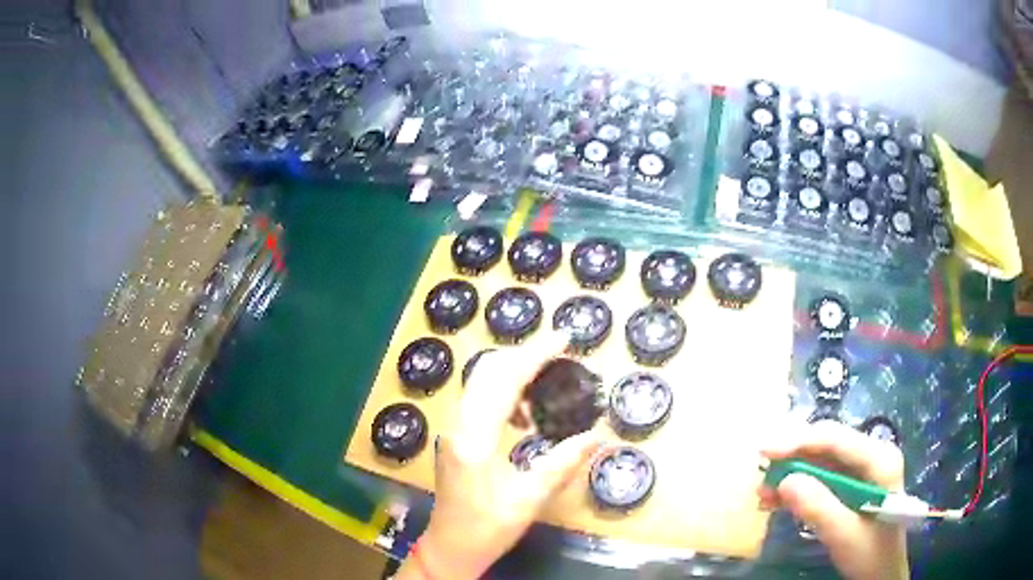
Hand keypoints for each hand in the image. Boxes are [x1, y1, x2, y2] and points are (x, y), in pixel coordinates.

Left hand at [399, 333, 603, 579]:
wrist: (450, 546)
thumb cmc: (487, 528)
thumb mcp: (529, 500)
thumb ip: (562, 464)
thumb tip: (598, 435)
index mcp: (474, 438)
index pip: (504, 381)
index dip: (536, 355)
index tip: (564, 339)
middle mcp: (457, 424)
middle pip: (487, 370)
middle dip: (524, 355)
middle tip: (559, 353)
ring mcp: (453, 428)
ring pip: (481, 381)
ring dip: (514, 372)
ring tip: (547, 382)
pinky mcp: (456, 435)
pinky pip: (480, 398)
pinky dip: (505, 393)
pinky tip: (526, 417)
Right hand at [759, 420, 908, 579]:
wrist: (881, 574)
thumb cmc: (870, 554)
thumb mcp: (844, 534)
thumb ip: (818, 506)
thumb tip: (784, 481)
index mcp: (879, 459)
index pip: (836, 439)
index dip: (799, 440)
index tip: (764, 450)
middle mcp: (872, 456)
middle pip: (827, 445)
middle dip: (792, 457)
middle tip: (760, 470)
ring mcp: (862, 471)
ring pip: (821, 461)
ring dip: (792, 474)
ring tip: (763, 492)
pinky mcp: (852, 487)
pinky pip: (821, 479)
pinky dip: (798, 488)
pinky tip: (777, 500)